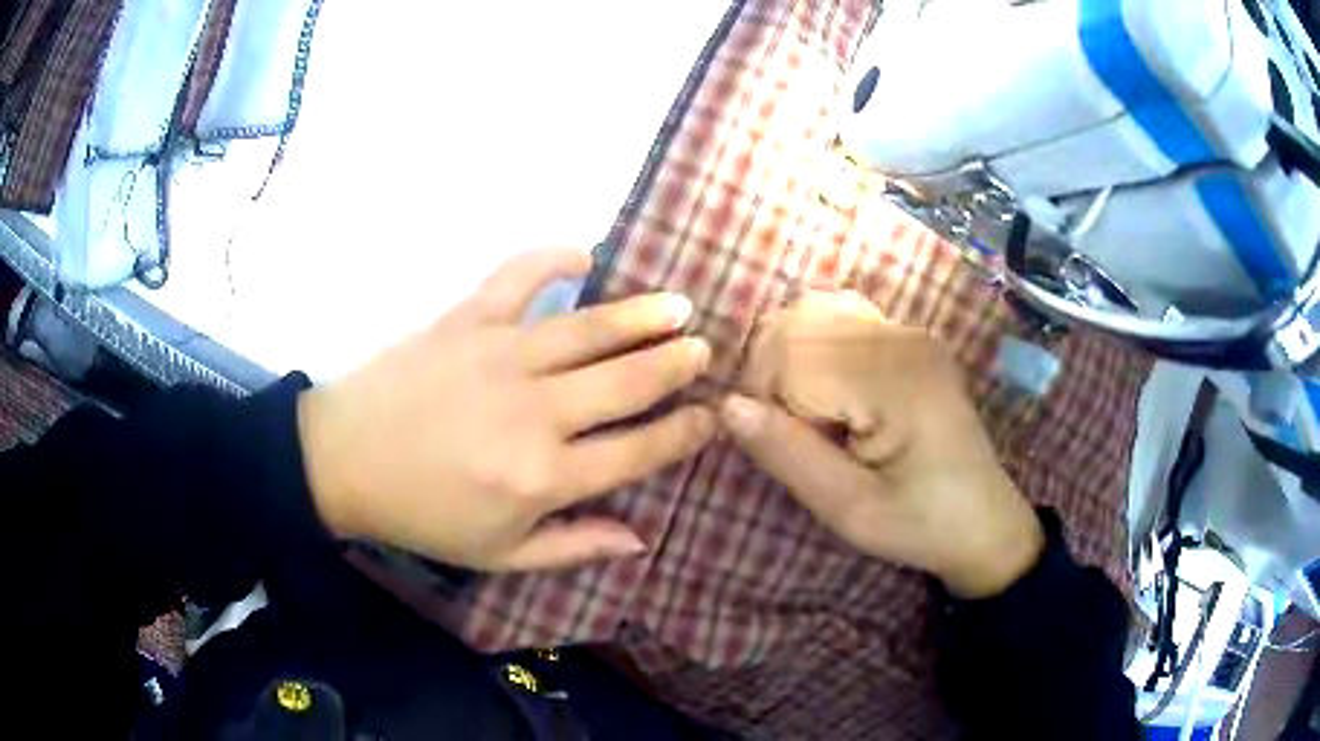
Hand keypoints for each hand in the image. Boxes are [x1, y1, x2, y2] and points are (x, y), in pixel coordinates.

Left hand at [297, 248, 715, 571]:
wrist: (343, 461)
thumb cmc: (423, 515)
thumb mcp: (500, 555)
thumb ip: (573, 547)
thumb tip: (641, 538)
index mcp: (544, 478)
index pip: (638, 450)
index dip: (684, 431)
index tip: (712, 416)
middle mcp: (534, 413)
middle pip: (628, 380)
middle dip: (676, 363)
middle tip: (704, 348)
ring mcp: (500, 357)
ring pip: (590, 329)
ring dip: (642, 314)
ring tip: (678, 305)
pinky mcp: (467, 319)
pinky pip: (519, 276)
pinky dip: (553, 258)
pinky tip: (584, 254)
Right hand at [722, 292, 1042, 597]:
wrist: (983, 520)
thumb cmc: (920, 523)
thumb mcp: (850, 510)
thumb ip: (790, 456)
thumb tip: (727, 406)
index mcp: (895, 380)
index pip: (792, 355)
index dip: (761, 396)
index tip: (771, 443)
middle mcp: (903, 338)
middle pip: (800, 321)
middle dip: (771, 372)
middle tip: (785, 430)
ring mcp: (909, 332)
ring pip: (814, 312)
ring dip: (789, 357)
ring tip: (801, 412)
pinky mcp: (909, 339)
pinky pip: (840, 319)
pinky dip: (813, 348)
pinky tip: (823, 391)